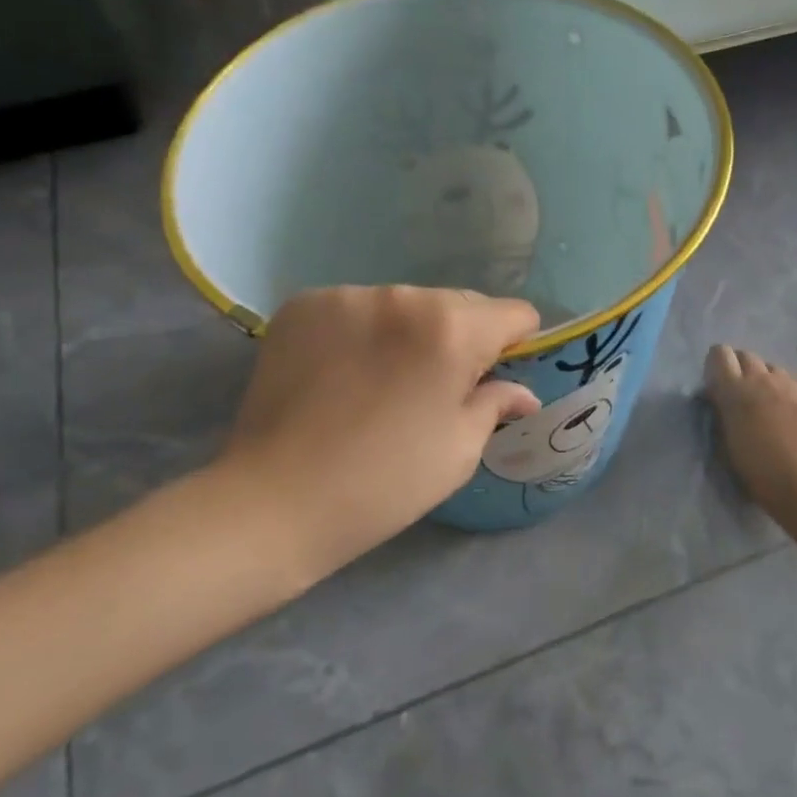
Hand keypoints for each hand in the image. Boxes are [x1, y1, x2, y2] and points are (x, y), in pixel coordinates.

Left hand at [213, 287, 540, 582]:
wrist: (275, 501)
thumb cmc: (386, 482)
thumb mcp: (459, 449)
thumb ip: (495, 403)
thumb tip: (522, 391)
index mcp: (452, 329)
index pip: (514, 313)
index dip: (516, 344)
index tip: (496, 376)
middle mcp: (403, 296)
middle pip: (459, 304)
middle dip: (462, 337)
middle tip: (438, 388)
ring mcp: (347, 296)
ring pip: (405, 304)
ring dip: (410, 332)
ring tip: (384, 382)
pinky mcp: (303, 305)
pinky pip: (357, 309)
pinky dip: (363, 332)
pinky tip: (345, 373)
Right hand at [704, 345, 796, 517]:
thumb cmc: (762, 476)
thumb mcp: (728, 445)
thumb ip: (723, 414)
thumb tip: (722, 399)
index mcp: (736, 391)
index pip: (719, 354)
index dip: (717, 366)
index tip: (719, 386)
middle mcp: (765, 379)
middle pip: (747, 356)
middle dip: (741, 371)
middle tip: (745, 399)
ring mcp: (794, 384)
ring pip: (774, 371)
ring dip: (768, 384)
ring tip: (774, 412)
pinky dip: (792, 396)